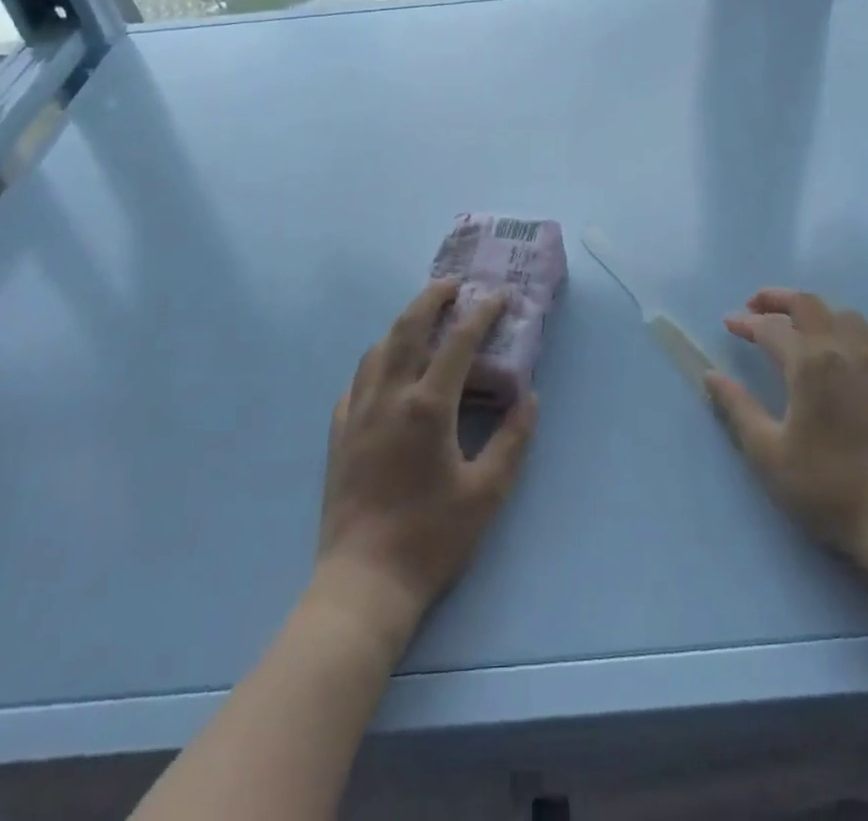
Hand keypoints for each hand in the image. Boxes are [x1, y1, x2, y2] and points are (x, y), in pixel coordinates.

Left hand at [312, 280, 537, 653]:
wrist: (363, 582)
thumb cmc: (431, 537)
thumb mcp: (487, 492)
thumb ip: (513, 439)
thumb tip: (528, 397)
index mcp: (427, 406)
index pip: (458, 342)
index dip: (481, 313)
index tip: (498, 297)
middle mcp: (388, 397)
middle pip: (407, 328)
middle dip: (430, 298)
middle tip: (452, 285)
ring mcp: (358, 413)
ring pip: (377, 350)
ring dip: (401, 326)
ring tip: (422, 321)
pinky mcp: (339, 433)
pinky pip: (356, 382)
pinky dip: (375, 363)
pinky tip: (385, 372)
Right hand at [703, 288, 867, 559]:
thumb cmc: (828, 485)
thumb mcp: (769, 453)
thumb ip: (739, 409)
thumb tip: (712, 376)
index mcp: (810, 364)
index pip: (772, 327)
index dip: (747, 323)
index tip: (729, 323)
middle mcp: (842, 351)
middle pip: (809, 304)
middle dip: (777, 298)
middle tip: (754, 307)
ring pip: (840, 313)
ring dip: (811, 309)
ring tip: (791, 324)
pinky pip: (860, 333)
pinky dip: (834, 325)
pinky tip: (826, 351)